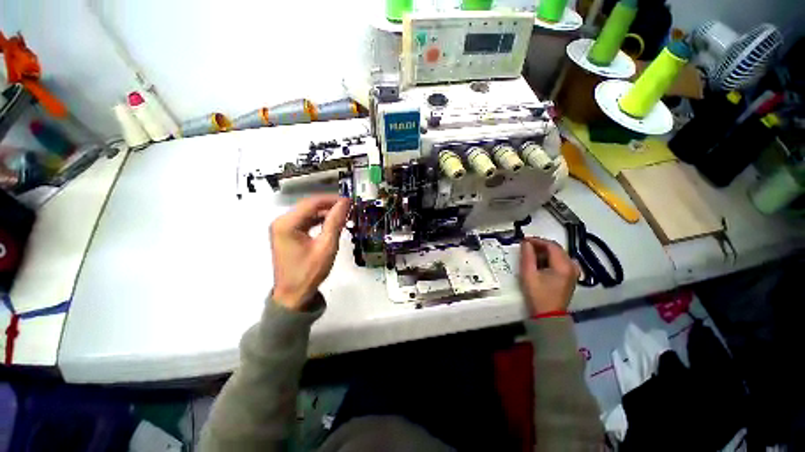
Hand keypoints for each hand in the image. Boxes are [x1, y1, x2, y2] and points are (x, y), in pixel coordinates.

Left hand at [270, 195, 349, 310]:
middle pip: (309, 206)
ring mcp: (283, 228)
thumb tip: (345, 202)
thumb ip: (335, 222)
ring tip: (344, 215)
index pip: (312, 203)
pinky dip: (319, 221)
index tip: (350, 201)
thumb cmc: (309, 272)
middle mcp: (281, 222)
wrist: (294, 295)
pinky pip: (305, 222)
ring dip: (326, 213)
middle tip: (349, 209)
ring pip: (308, 213)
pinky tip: (333, 224)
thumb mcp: (326, 246)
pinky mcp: (287, 234)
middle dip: (330, 206)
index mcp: (287, 223)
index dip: (332, 199)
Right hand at [519, 237, 579, 314]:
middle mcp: (572, 266)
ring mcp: (573, 272)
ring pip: (558, 254)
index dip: (537, 240)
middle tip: (525, 246)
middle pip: (556, 249)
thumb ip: (527, 256)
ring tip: (530, 253)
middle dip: (540, 245)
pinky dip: (550, 258)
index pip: (551, 245)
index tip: (524, 240)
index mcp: (564, 266)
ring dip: (544, 252)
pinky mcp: (570, 277)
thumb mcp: (529, 274)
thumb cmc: (538, 294)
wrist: (548, 315)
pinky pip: (561, 261)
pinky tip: (540, 262)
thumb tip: (525, 242)